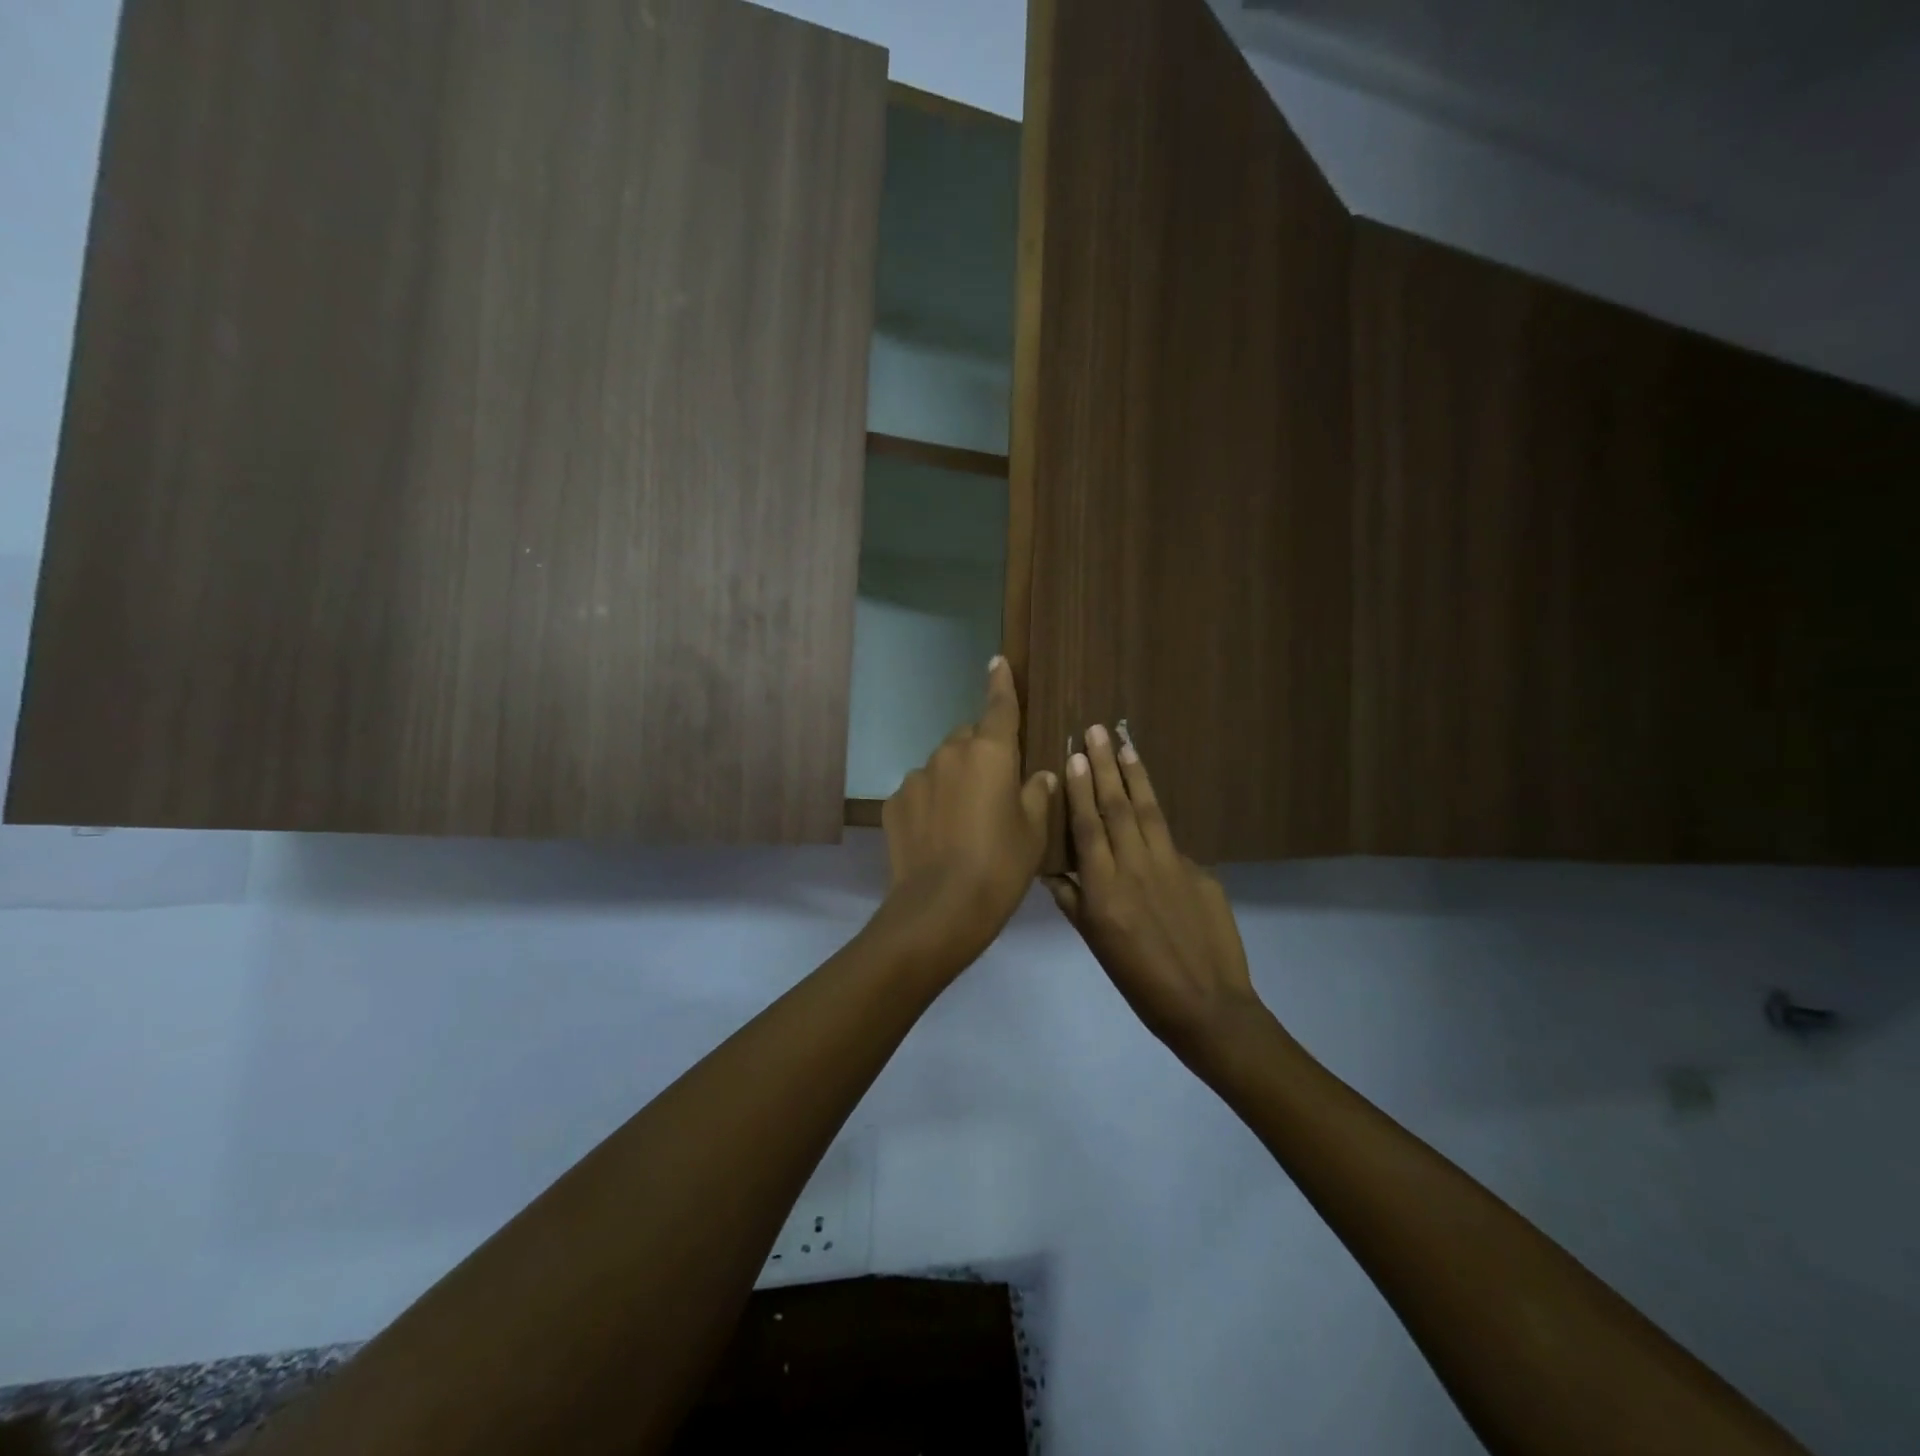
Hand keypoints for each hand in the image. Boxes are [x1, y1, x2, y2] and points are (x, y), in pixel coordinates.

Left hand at [878, 657, 1057, 966]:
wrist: (940, 908)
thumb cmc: (1000, 866)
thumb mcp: (1033, 831)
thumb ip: (1037, 793)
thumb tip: (1040, 774)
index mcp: (990, 752)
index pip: (999, 706)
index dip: (1000, 682)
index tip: (997, 661)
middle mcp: (950, 754)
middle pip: (968, 738)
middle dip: (981, 753)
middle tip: (994, 790)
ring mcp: (917, 777)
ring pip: (942, 767)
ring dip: (954, 780)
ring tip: (964, 822)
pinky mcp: (894, 803)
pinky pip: (920, 792)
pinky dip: (931, 803)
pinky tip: (938, 836)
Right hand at [1046, 725, 1267, 1063]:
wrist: (1206, 1005)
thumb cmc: (1138, 981)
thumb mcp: (1095, 943)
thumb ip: (1073, 901)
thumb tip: (1054, 868)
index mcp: (1104, 890)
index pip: (1087, 827)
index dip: (1079, 789)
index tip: (1074, 755)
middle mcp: (1136, 868)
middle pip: (1117, 807)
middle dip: (1105, 765)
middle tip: (1097, 730)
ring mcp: (1172, 867)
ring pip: (1148, 810)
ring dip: (1135, 774)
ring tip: (1126, 743)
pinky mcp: (1200, 872)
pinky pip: (1170, 838)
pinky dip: (1156, 813)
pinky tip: (1148, 797)